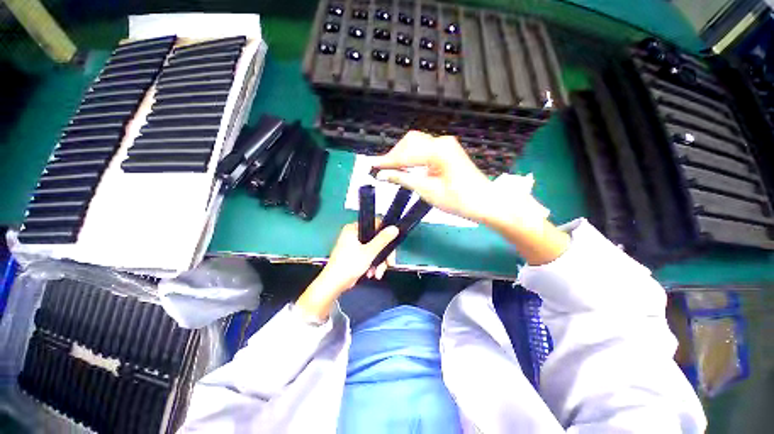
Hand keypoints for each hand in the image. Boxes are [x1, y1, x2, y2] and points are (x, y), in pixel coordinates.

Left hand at [296, 222, 398, 320]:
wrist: (333, 284)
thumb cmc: (349, 265)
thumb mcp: (369, 252)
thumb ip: (383, 239)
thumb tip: (395, 228)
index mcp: (354, 228)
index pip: (375, 224)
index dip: (386, 234)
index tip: (392, 245)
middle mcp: (353, 234)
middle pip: (376, 239)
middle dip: (383, 254)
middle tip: (389, 263)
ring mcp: (353, 245)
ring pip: (374, 249)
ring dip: (378, 262)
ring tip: (378, 273)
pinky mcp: (354, 255)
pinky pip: (368, 256)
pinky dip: (372, 264)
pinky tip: (372, 274)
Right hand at [371, 131, 493, 222]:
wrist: (484, 203)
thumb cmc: (458, 200)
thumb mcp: (427, 191)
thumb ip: (403, 179)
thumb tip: (382, 175)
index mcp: (438, 150)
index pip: (406, 154)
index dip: (387, 161)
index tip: (371, 166)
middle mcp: (441, 142)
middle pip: (410, 142)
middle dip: (394, 155)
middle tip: (382, 170)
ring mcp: (446, 145)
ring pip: (416, 144)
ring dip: (402, 155)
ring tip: (391, 169)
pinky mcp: (447, 151)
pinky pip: (424, 149)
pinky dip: (412, 157)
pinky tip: (405, 166)